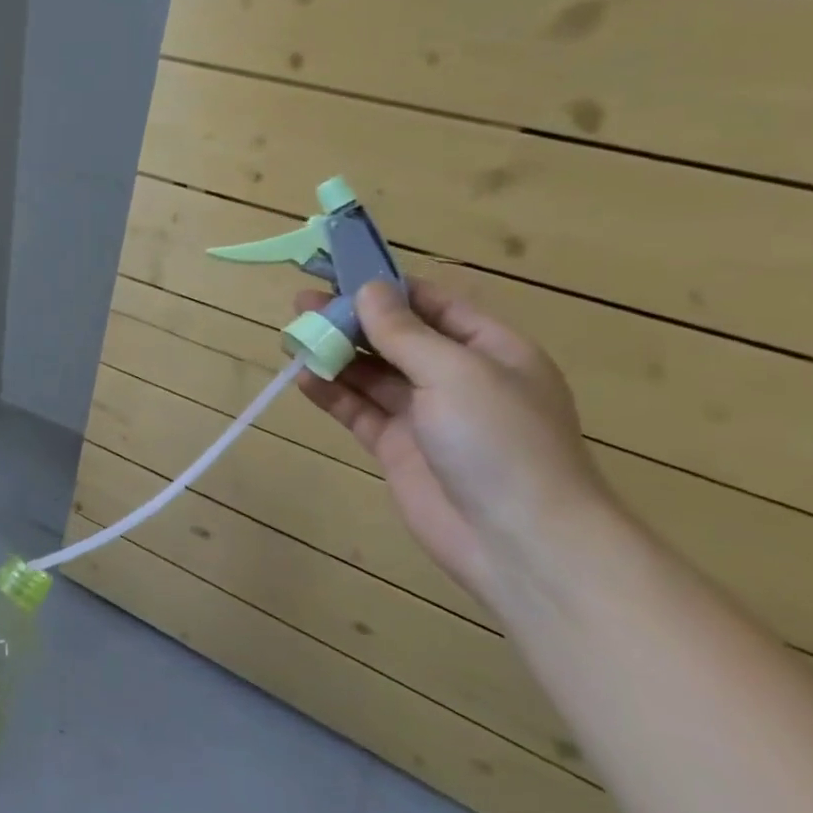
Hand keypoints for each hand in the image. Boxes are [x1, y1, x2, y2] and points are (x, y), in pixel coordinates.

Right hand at [293, 279, 608, 609]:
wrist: (519, 540)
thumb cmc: (499, 440)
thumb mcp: (454, 372)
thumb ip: (404, 331)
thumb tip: (368, 289)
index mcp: (490, 349)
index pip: (432, 304)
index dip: (387, 288)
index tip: (339, 272)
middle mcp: (457, 377)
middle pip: (395, 337)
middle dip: (352, 319)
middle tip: (302, 302)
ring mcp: (425, 415)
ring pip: (372, 373)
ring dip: (336, 354)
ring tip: (293, 335)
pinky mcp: (397, 448)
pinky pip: (358, 411)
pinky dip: (331, 393)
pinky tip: (303, 378)